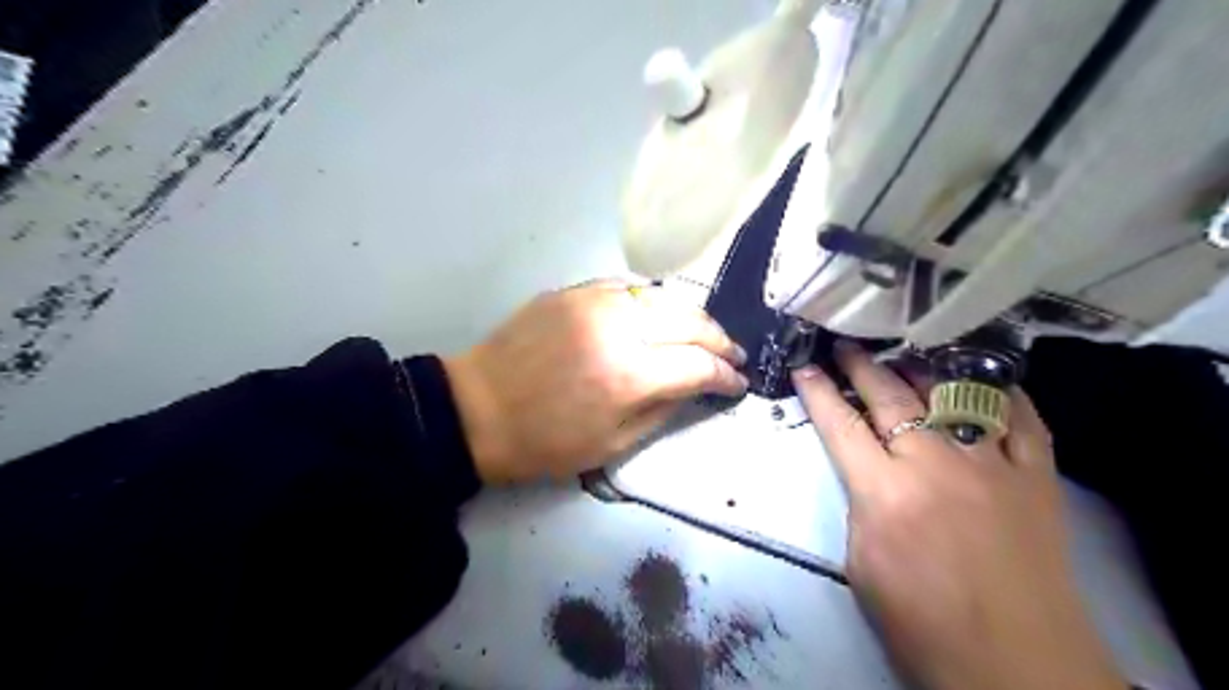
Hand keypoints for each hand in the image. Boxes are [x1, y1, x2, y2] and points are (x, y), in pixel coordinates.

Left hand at [444, 279, 749, 482]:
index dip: (725, 375)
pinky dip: (651, 301)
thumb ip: (662, 411)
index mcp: (629, 375)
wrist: (477, 410)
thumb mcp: (611, 446)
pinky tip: (656, 315)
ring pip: (662, 296)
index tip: (737, 383)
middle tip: (731, 354)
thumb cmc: (543, 442)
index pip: (698, 365)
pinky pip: (626, 288)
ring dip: (690, 315)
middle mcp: (618, 328)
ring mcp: (593, 301)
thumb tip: (697, 388)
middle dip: (719, 339)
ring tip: (701, 334)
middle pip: (689, 320)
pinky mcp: (571, 291)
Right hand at [792, 343, 1127, 689]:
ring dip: (921, 369)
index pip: (840, 425)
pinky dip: (1002, 394)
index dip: (817, 392)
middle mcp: (934, 463)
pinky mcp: (1037, 477)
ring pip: (951, 395)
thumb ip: (861, 505)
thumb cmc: (923, 622)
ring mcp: (991, 464)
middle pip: (890, 397)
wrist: (1018, 665)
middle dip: (861, 366)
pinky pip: (1021, 420)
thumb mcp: (861, 564)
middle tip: (845, 346)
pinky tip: (983, 380)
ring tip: (903, 354)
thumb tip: (867, 471)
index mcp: (884, 491)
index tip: (803, 367)